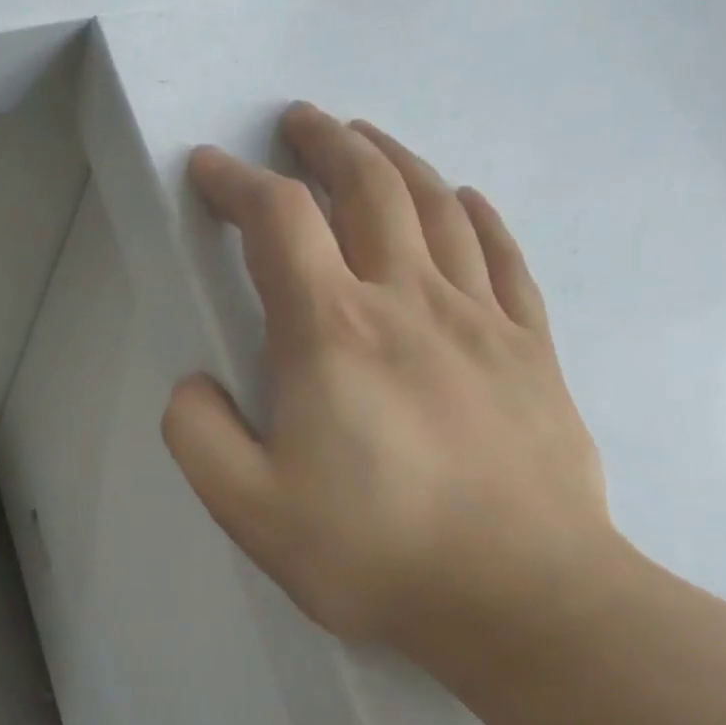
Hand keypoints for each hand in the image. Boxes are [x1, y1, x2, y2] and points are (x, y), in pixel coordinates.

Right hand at [162, 103, 611, 648]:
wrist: (524, 603)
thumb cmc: (373, 553)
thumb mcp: (247, 508)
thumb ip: (197, 434)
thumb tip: (195, 382)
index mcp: (331, 333)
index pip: (278, 222)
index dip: (236, 183)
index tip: (208, 167)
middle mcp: (406, 302)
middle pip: (367, 188)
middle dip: (324, 144)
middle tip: (297, 121)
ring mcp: (479, 320)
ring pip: (436, 206)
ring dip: (392, 160)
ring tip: (365, 140)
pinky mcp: (529, 349)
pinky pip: (503, 257)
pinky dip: (474, 214)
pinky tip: (461, 200)